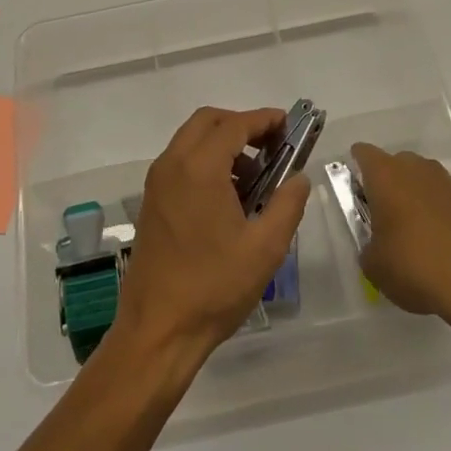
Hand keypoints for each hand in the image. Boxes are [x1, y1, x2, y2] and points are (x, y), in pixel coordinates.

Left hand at [113, 107, 311, 365]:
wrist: (158, 330)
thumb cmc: (214, 287)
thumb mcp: (265, 248)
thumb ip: (287, 204)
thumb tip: (299, 178)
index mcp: (199, 169)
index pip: (234, 125)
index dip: (264, 120)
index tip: (288, 125)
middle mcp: (172, 165)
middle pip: (207, 121)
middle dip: (241, 125)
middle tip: (272, 146)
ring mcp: (157, 183)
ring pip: (191, 140)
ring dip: (222, 144)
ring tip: (255, 177)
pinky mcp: (151, 202)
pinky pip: (180, 162)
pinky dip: (205, 161)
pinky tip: (229, 197)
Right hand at [354, 143, 450, 336]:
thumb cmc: (415, 266)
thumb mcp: (374, 265)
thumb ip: (368, 247)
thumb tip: (376, 245)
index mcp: (386, 175)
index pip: (363, 153)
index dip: (356, 167)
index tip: (355, 192)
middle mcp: (417, 168)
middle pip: (395, 163)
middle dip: (387, 184)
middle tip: (383, 216)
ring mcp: (448, 182)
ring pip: (423, 179)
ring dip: (415, 197)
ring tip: (414, 233)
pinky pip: (446, 198)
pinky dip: (439, 212)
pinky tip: (441, 243)